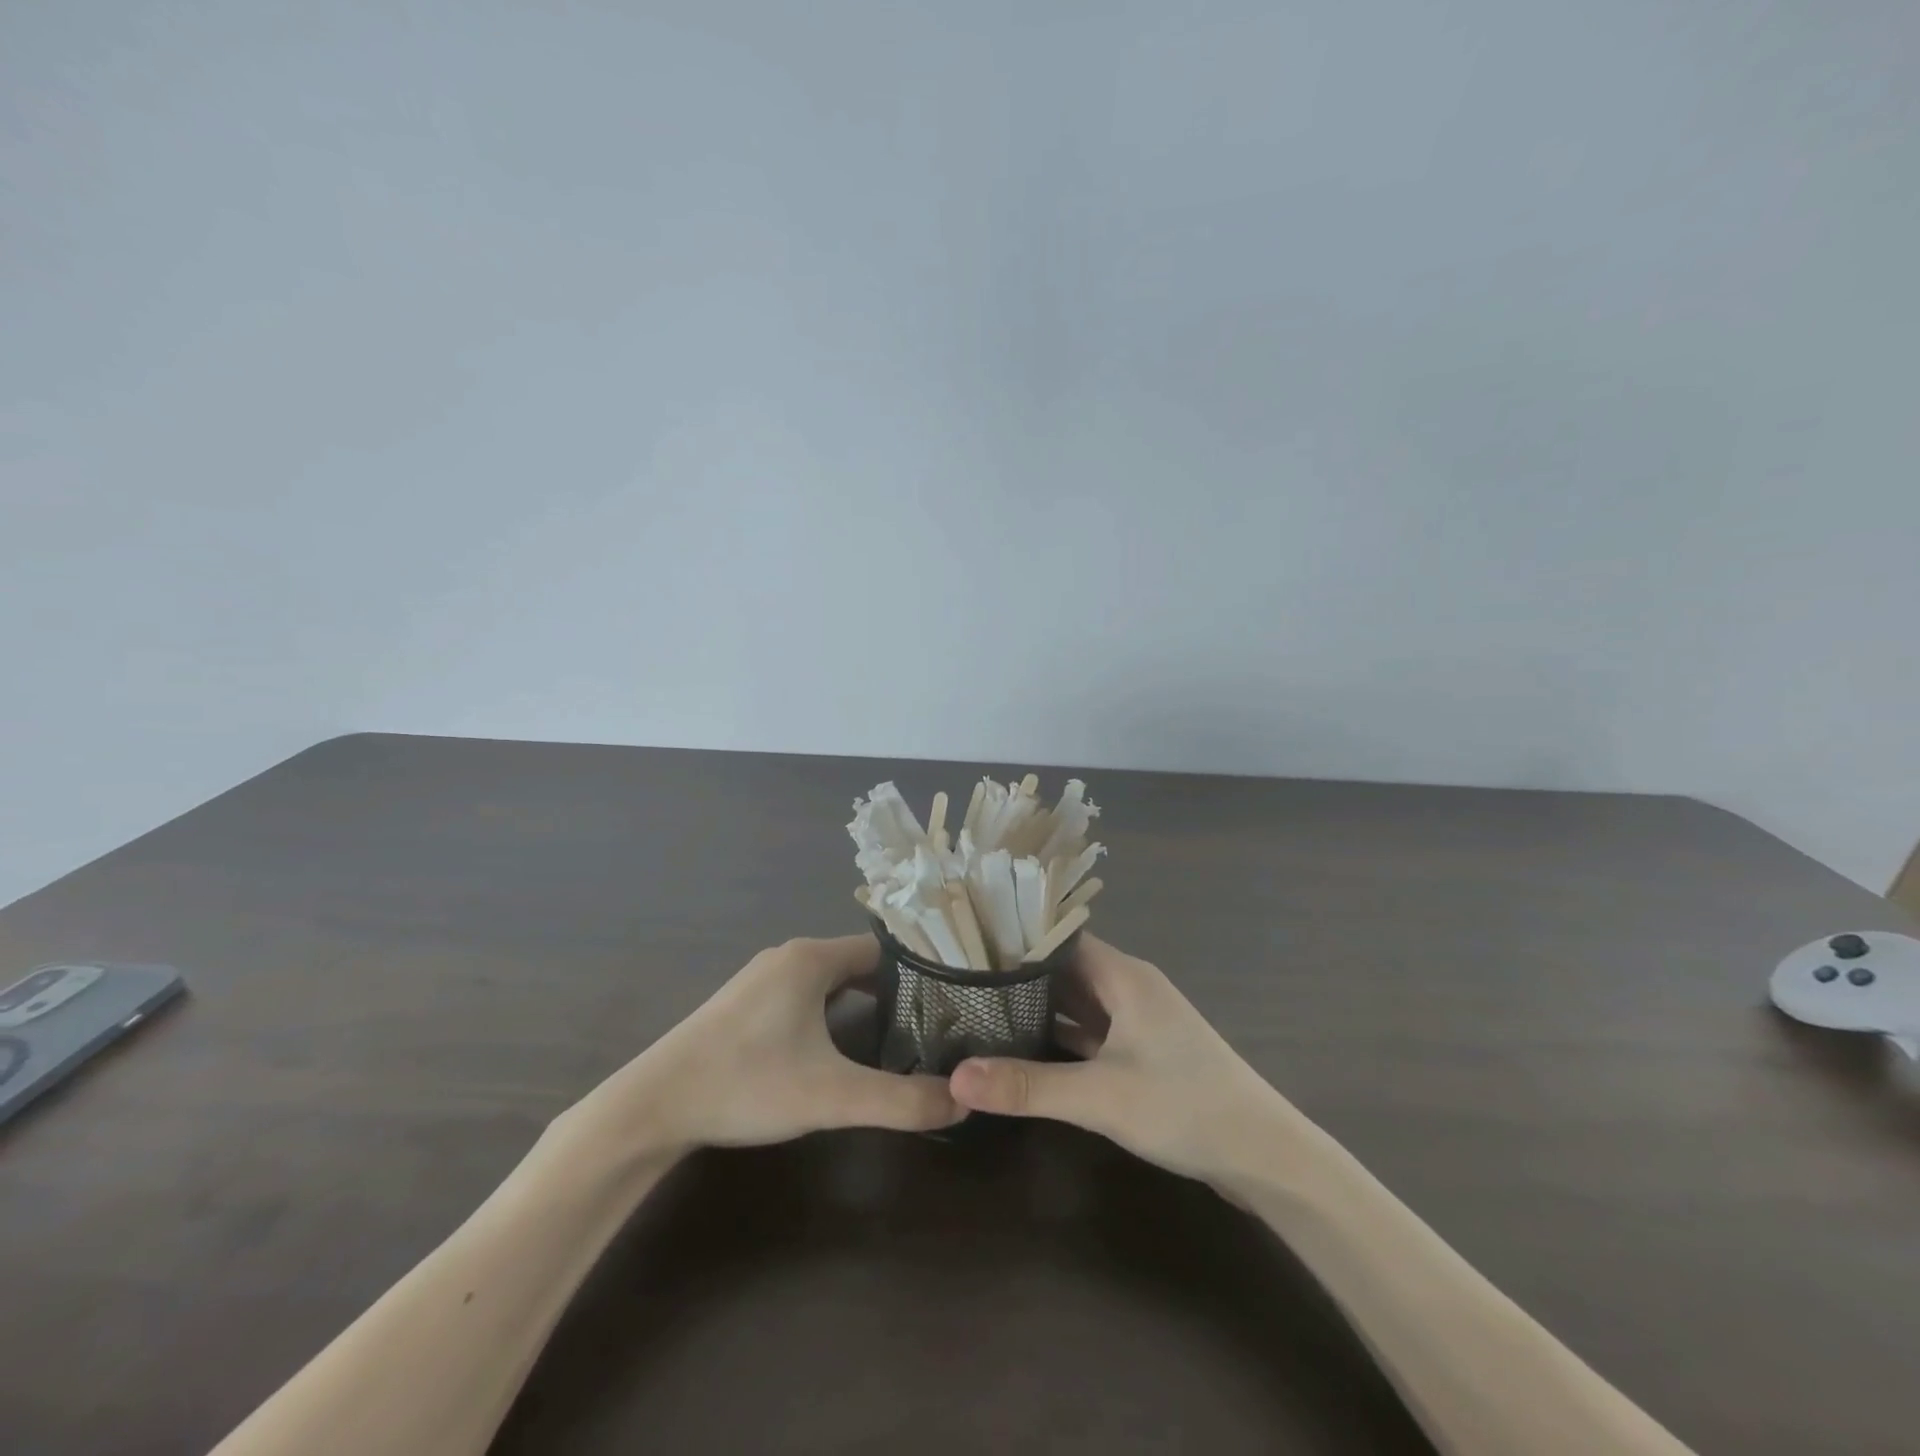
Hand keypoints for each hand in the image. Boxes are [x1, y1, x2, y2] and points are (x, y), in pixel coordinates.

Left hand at [559, 936, 961, 1163]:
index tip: (952, 999)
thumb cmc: (746, 1084)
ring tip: (900, 1034)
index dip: (920, 972)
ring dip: (863, 999)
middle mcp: (788, 956)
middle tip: (935, 1022)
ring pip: (830, 978)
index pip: (883, 950)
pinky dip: (833, 1008)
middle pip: (858, 962)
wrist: (653, 1106)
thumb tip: (962, 1104)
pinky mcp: (746, 1002)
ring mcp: (763, 978)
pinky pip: (805, 992)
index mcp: (811, 958)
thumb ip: (900, 1101)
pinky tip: (842, 1044)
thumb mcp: (831, 1096)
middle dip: (895, 989)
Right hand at [948, 934, 1302, 1181]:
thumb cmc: (1185, 1106)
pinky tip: (1024, 1048)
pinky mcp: (1143, 1052)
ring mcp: (1138, 1021)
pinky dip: (1060, 1036)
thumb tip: (955, 1078)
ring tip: (980, 1010)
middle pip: (1064, 969)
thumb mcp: (1100, 1098)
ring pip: (1077, 1002)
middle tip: (960, 981)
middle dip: (1018, 976)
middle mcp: (1129, 987)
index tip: (965, 947)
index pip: (1058, 938)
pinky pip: (1091, 1032)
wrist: (1265, 1156)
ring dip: (1038, 1008)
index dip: (1015, 940)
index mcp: (1123, 975)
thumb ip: (1027, 1086)